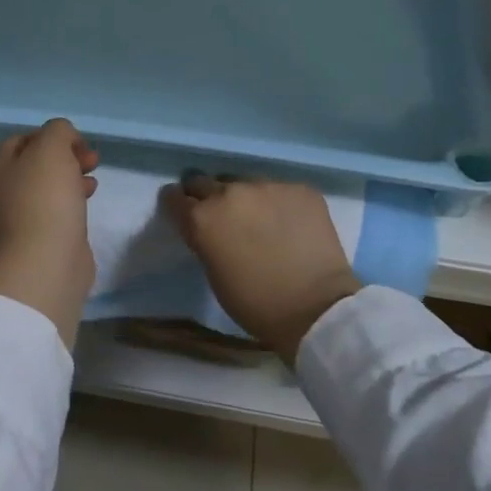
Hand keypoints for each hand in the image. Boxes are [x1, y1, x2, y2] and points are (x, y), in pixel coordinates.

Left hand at [0, 119, 99, 346]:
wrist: (48, 258)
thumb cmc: (45, 196)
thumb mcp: (52, 146)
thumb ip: (58, 131)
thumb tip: (65, 139)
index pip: (23, 138)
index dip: (50, 134)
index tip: (76, 142)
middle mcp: (5, 189)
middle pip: (38, 162)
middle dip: (67, 155)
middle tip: (90, 158)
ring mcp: (22, 214)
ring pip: (50, 184)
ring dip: (73, 175)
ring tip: (93, 178)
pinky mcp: (42, 234)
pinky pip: (58, 206)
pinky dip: (75, 197)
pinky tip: (90, 198)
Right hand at [162, 175, 359, 363]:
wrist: (317, 308)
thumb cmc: (256, 303)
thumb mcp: (214, 274)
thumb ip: (204, 240)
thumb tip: (208, 227)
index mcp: (202, 218)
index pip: (174, 196)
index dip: (176, 203)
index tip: (182, 209)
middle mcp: (230, 193)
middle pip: (204, 182)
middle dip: (206, 196)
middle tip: (219, 215)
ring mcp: (267, 186)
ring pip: (244, 182)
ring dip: (244, 197)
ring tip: (259, 218)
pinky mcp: (299, 189)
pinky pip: (279, 190)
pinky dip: (278, 203)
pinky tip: (289, 223)